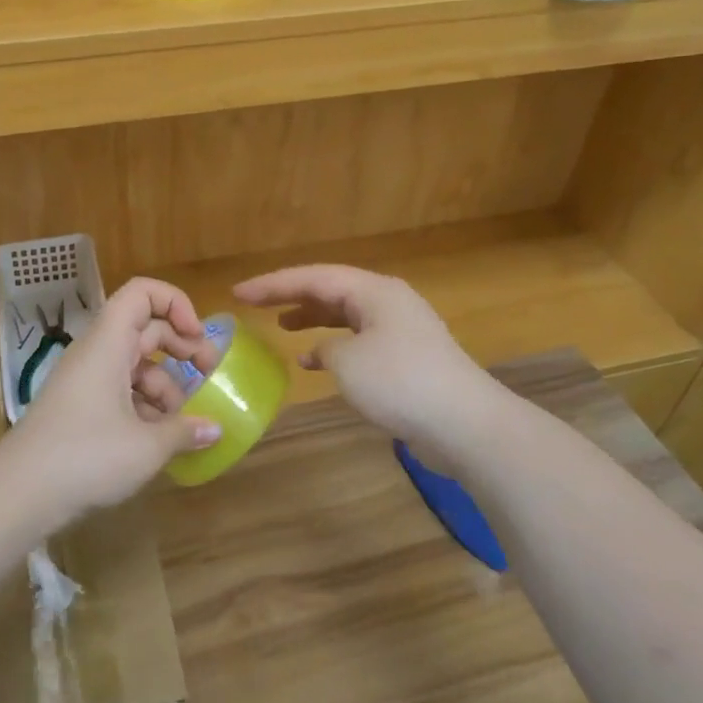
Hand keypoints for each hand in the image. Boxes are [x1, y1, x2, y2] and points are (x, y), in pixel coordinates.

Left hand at [0, 278, 222, 524]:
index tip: (197, 338)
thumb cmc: (86, 456)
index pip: (142, 293)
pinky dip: (145, 407)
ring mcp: (87, 380)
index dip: (176, 304)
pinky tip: (159, 440)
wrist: (19, 492)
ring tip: (182, 423)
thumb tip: (214, 429)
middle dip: (182, 348)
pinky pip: (121, 391)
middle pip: (146, 329)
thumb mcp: (146, 446)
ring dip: (166, 386)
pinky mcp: (81, 407)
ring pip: (136, 364)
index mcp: (109, 343)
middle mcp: (97, 353)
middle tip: (209, 375)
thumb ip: (184, 431)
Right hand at [233, 265, 497, 452]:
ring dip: (312, 319)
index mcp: (374, 291)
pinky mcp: (406, 358)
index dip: (272, 284)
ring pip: (345, 314)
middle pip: (330, 290)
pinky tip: (313, 363)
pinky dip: (333, 346)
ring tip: (281, 326)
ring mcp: (400, 329)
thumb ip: (325, 348)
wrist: (465, 424)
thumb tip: (324, 352)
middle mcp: (387, 302)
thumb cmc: (401, 383)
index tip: (238, 293)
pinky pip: (359, 339)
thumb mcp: (348, 362)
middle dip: (290, 295)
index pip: (313, 277)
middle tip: (254, 303)